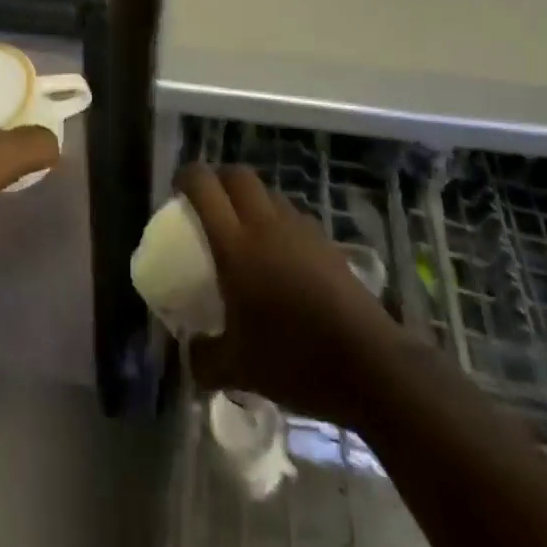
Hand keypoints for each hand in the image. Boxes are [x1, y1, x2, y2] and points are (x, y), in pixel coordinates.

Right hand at [177, 165, 418, 431]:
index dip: (187, 177)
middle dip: (219, 179)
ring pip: (269, 193)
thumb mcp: (238, 370)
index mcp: (236, 245)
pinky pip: (293, 216)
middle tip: (209, 203)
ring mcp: (300, 229)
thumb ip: (204, 358)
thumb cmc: (295, 360)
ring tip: (245, 229)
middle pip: (238, 176)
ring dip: (251, 199)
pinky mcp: (326, 242)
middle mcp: (266, 225)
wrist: (369, 364)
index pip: (204, 186)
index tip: (178, 189)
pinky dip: (278, 221)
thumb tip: (189, 354)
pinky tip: (281, 256)